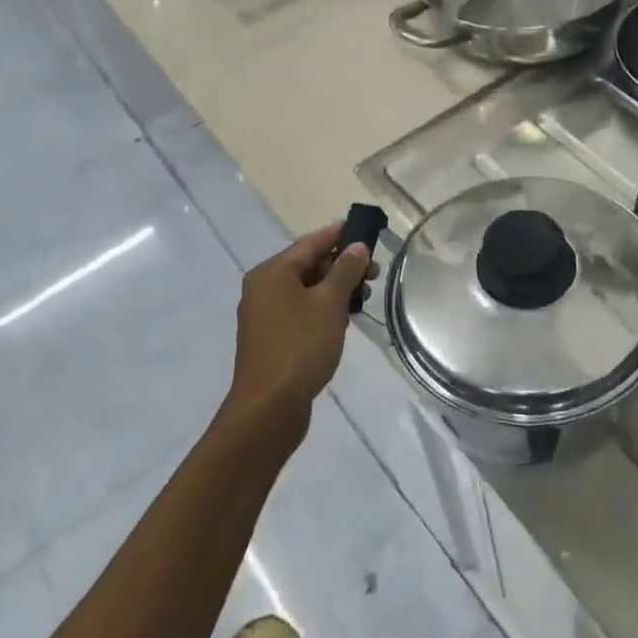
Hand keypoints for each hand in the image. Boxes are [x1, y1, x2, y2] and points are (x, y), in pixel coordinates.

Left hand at [226, 223, 373, 428]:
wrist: (269, 407)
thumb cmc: (300, 346)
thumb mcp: (330, 303)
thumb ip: (345, 271)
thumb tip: (356, 246)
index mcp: (272, 272)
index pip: (311, 242)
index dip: (339, 234)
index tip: (366, 230)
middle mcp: (263, 287)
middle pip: (308, 265)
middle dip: (342, 265)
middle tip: (374, 271)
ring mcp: (265, 314)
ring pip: (306, 289)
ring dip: (335, 288)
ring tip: (364, 297)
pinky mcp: (271, 337)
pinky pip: (300, 310)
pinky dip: (322, 308)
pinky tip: (344, 319)